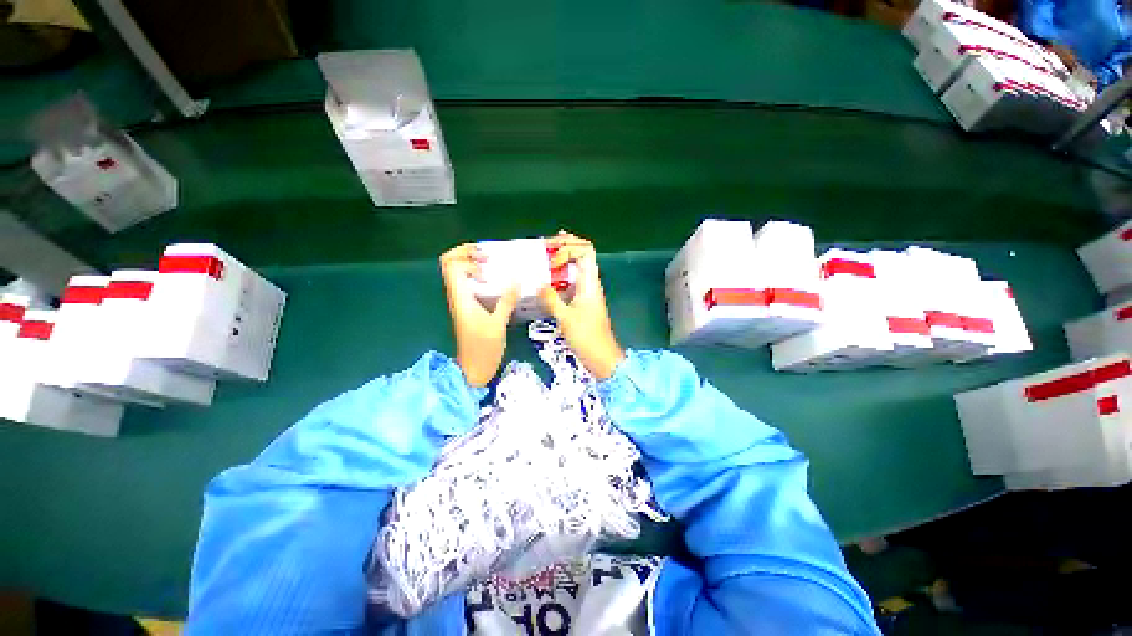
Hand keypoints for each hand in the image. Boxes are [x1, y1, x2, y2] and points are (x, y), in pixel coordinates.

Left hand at [440, 244, 519, 386]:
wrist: (473, 370)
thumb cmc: (484, 349)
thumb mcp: (498, 325)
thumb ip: (507, 301)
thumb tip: (517, 280)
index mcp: (460, 297)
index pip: (450, 265)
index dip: (464, 254)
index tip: (486, 258)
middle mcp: (457, 296)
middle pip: (451, 265)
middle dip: (468, 255)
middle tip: (490, 258)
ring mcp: (462, 303)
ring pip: (460, 275)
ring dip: (474, 266)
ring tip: (496, 266)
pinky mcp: (469, 309)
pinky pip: (470, 286)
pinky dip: (480, 278)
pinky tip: (498, 283)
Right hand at [538, 232, 624, 379]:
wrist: (601, 356)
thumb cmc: (586, 337)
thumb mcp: (565, 318)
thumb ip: (551, 299)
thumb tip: (538, 283)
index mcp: (590, 283)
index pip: (586, 251)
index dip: (568, 248)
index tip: (551, 260)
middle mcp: (590, 283)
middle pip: (582, 254)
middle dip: (565, 245)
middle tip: (546, 244)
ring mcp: (587, 292)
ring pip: (577, 266)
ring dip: (563, 258)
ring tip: (545, 255)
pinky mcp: (583, 301)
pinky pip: (572, 280)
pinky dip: (561, 275)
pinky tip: (548, 278)